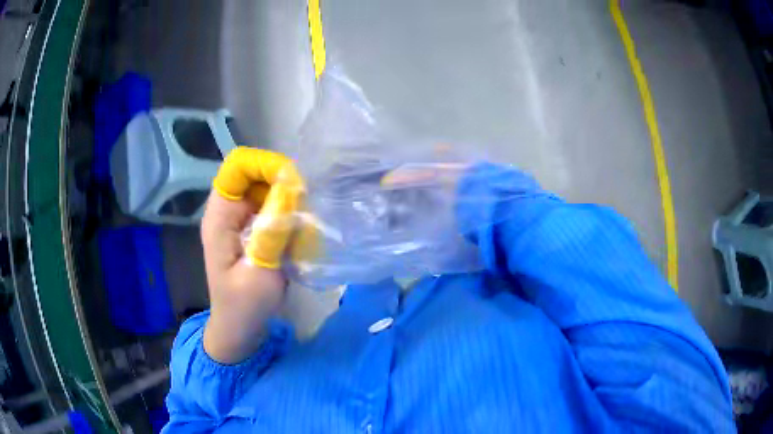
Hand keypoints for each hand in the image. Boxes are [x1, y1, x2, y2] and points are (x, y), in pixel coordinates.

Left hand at [202, 147, 303, 363]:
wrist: (238, 329)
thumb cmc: (244, 306)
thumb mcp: (259, 271)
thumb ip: (273, 230)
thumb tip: (292, 187)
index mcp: (220, 216)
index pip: (238, 166)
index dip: (265, 165)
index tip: (293, 184)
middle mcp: (228, 211)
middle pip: (256, 175)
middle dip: (283, 186)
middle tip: (305, 213)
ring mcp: (240, 220)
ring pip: (268, 191)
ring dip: (289, 204)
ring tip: (302, 232)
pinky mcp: (253, 230)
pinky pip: (274, 209)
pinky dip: (289, 218)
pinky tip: (298, 241)